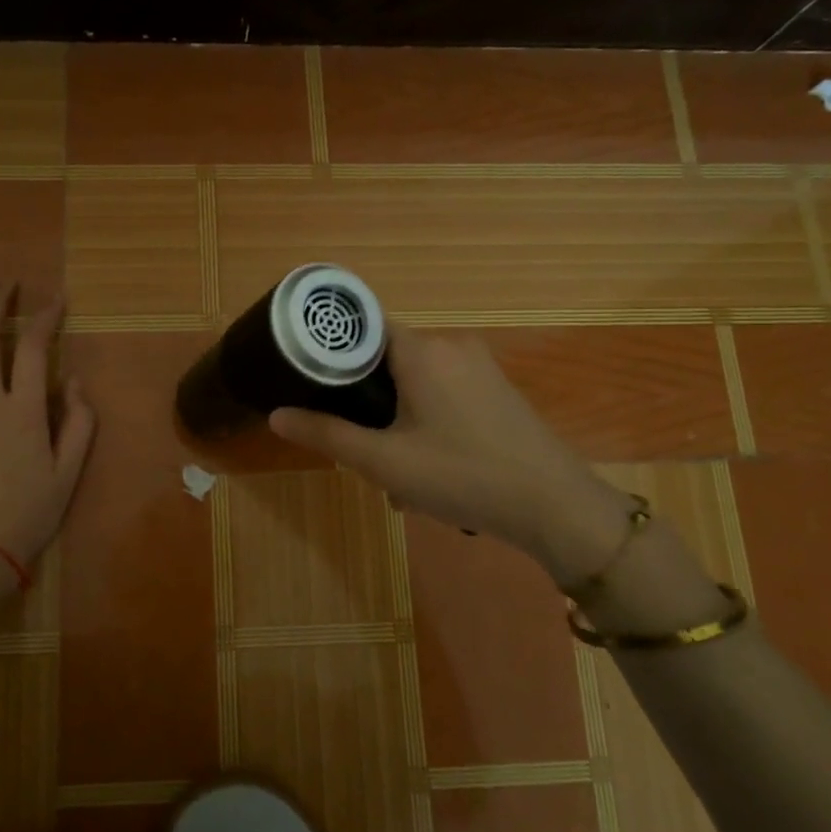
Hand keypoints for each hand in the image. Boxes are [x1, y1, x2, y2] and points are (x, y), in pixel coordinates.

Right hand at [268, 327, 632, 584]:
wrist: (555, 506)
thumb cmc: (462, 476)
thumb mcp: (384, 461)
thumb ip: (327, 435)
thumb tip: (276, 416)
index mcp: (421, 350)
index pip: (362, 325)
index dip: (331, 347)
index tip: (306, 375)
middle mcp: (451, 345)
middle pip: (386, 355)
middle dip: (364, 396)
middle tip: (352, 439)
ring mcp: (479, 366)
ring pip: (415, 378)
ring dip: (394, 414)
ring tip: (390, 464)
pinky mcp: (496, 388)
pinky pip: (442, 390)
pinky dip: (423, 417)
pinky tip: (426, 464)